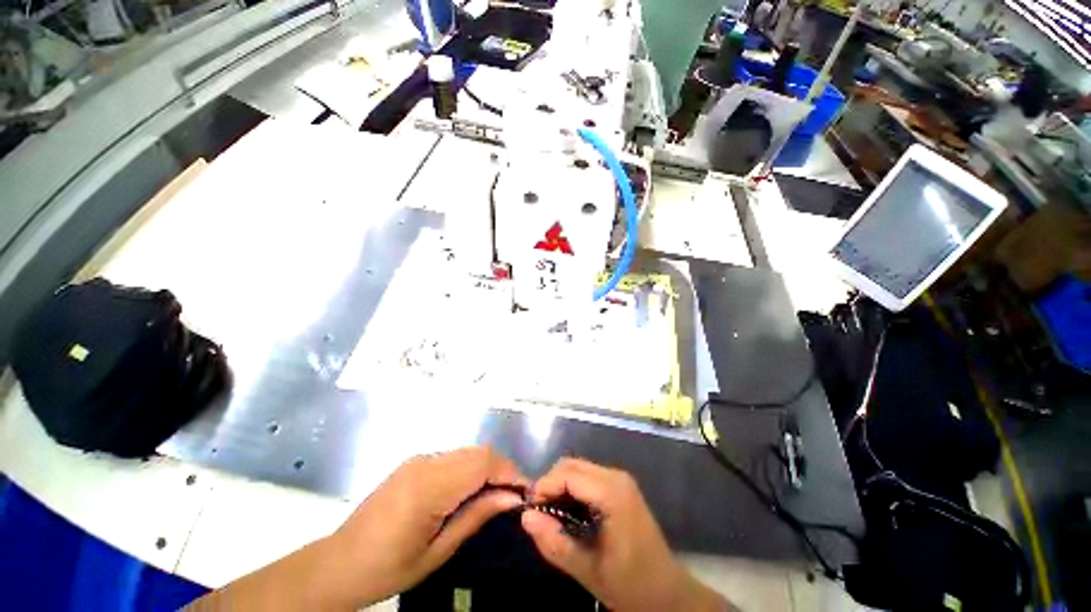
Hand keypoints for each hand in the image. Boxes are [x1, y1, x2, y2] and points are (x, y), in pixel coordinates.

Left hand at [327, 446, 526, 606]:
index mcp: (428, 486)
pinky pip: (446, 462)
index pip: (483, 461)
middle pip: (475, 452)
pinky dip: (466, 474)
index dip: (512, 475)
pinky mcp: (404, 471)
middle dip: (501, 473)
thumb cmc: (392, 566)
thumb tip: (512, 498)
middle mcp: (419, 466)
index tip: (528, 501)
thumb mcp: (440, 550)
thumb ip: (475, 517)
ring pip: (462, 454)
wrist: (345, 562)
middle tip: (514, 505)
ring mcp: (409, 465)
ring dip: (484, 472)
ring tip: (495, 505)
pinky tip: (468, 499)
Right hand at [521, 458, 727, 611]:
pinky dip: (573, 494)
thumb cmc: (627, 582)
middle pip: (571, 466)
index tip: (530, 516)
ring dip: (560, 490)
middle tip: (539, 518)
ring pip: (580, 471)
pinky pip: (590, 482)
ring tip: (551, 522)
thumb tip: (525, 515)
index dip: (542, 490)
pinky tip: (569, 520)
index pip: (566, 474)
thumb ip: (553, 541)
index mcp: (614, 497)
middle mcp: (620, 482)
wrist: (663, 590)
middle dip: (549, 487)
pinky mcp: (625, 496)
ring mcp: (625, 487)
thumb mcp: (584, 569)